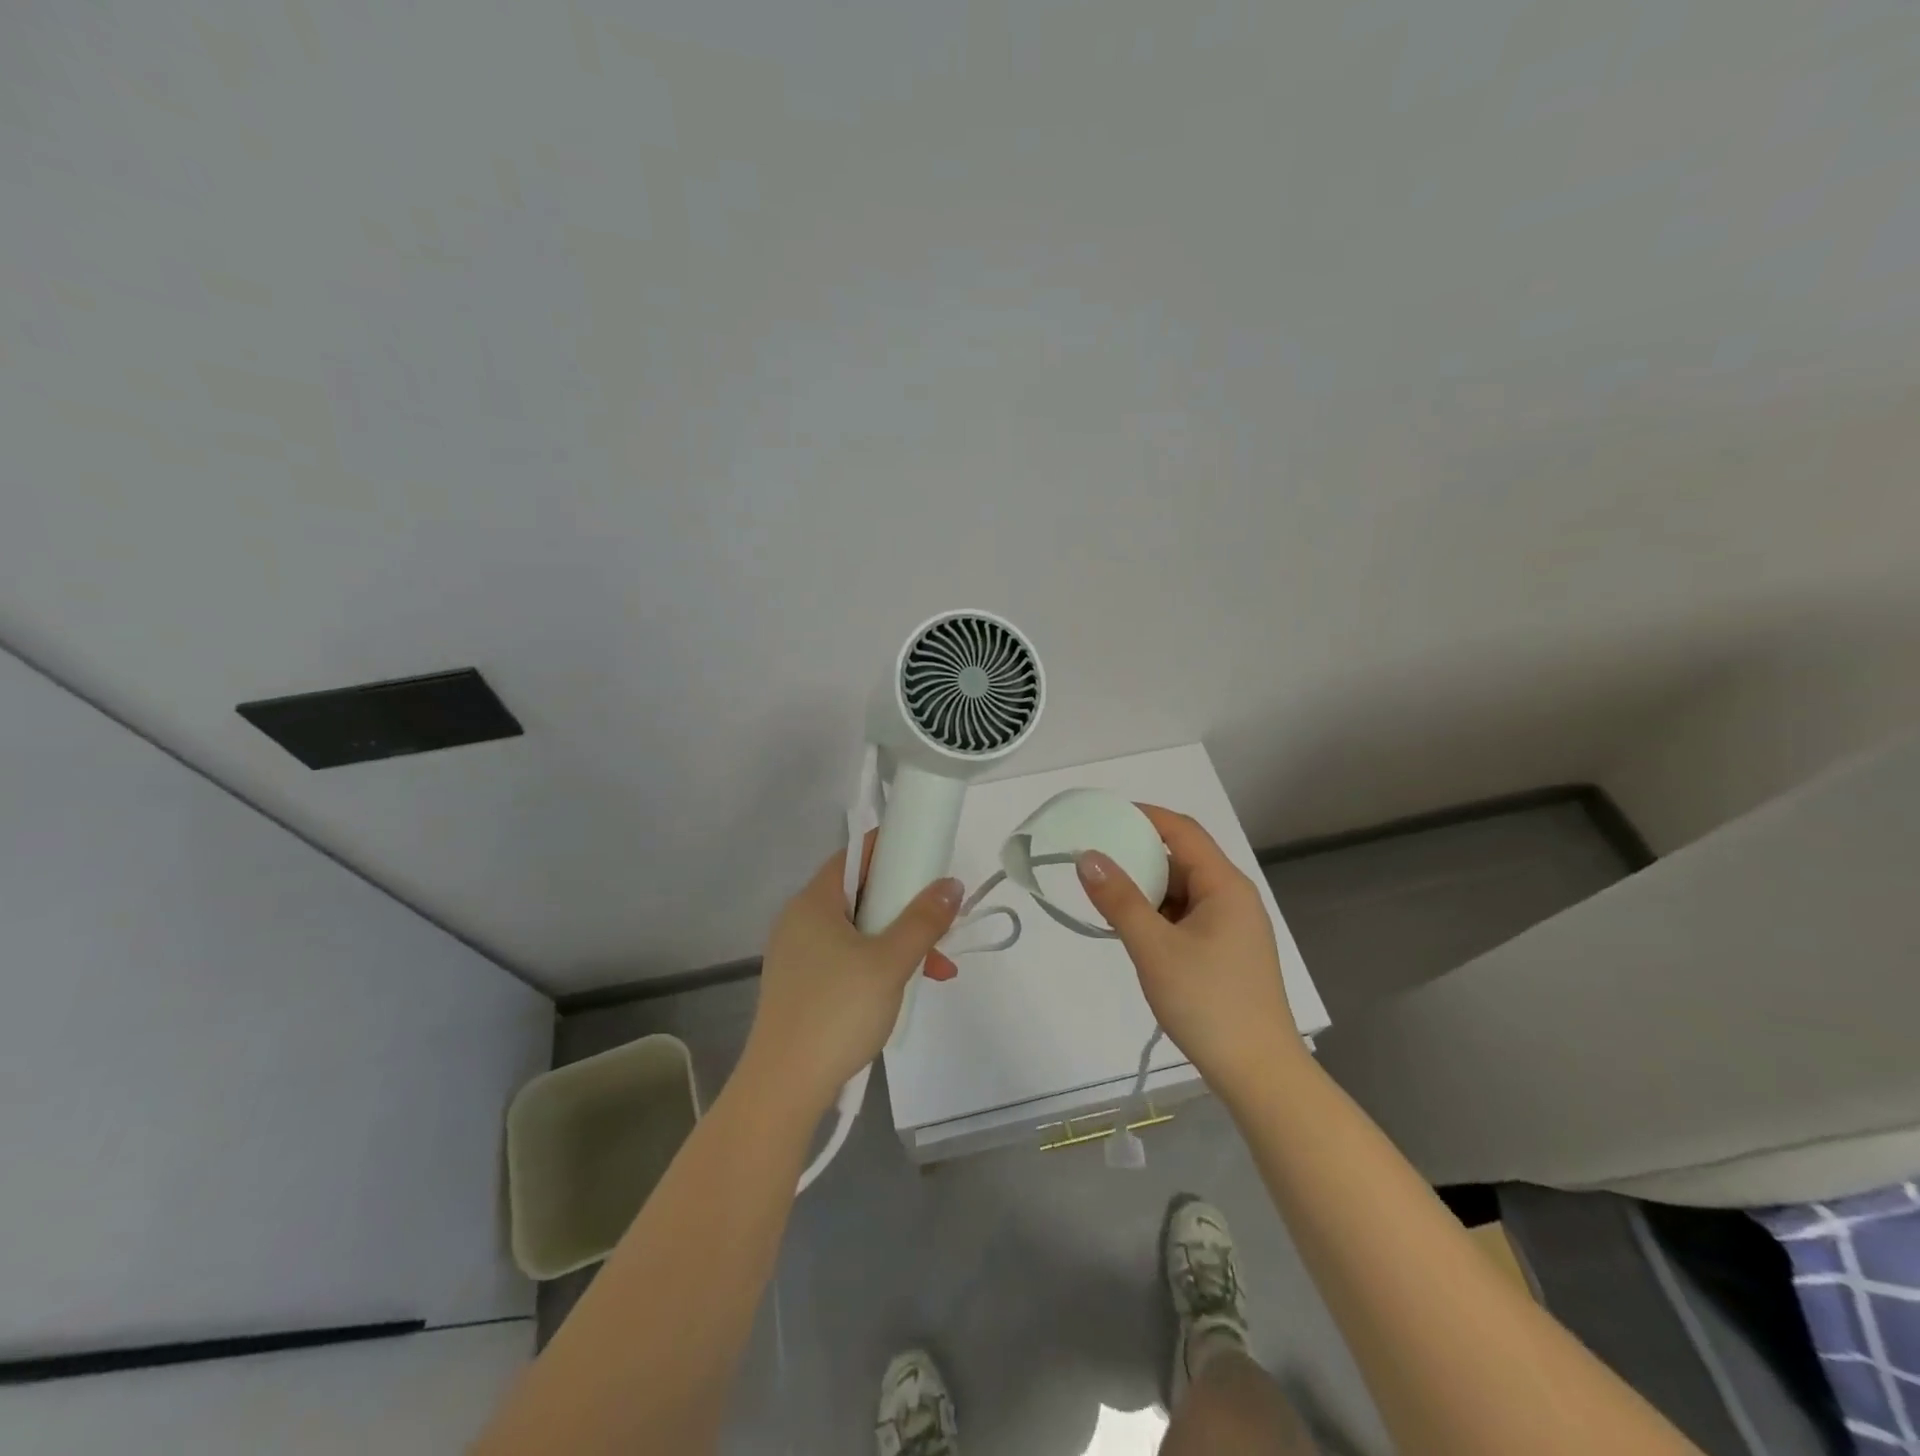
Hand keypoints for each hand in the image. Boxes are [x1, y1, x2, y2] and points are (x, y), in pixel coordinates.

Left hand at [740, 833, 962, 1112]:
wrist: (784, 1086)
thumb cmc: (837, 1011)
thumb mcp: (890, 961)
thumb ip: (923, 920)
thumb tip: (951, 885)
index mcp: (814, 902)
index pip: (854, 856)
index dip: (890, 850)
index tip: (926, 857)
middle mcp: (800, 921)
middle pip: (861, 895)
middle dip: (906, 908)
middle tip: (940, 924)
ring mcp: (799, 956)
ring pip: (859, 932)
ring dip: (899, 942)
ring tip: (937, 970)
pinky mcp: (802, 987)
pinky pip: (847, 958)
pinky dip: (878, 964)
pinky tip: (905, 990)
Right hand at [1075, 805, 1301, 1093]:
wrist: (1259, 1074)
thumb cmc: (1208, 1003)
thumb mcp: (1154, 948)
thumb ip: (1119, 900)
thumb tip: (1087, 856)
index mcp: (1225, 886)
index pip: (1182, 831)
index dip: (1144, 816)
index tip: (1102, 816)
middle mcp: (1233, 898)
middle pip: (1182, 859)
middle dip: (1138, 855)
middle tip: (1094, 860)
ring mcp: (1233, 927)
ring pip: (1183, 891)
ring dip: (1147, 888)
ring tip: (1105, 895)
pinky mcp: (1227, 952)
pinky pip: (1187, 916)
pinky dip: (1158, 914)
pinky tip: (1133, 929)